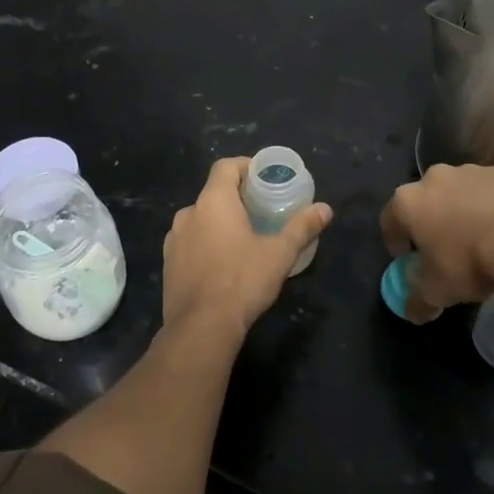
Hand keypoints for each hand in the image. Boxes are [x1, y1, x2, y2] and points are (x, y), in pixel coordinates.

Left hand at [162, 157, 332, 341]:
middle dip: (237, 197)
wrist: (201, 327)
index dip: (245, 166)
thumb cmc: (242, 282)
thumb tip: (325, 209)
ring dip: (219, 221)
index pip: (225, 166)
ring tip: (243, 237)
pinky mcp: (168, 263)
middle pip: (213, 192)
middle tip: (261, 210)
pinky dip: (205, 242)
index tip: (264, 177)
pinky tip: (222, 262)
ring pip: (200, 218)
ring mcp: (174, 239)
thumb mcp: (279, 254)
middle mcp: (188, 213)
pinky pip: (190, 241)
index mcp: (213, 201)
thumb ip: (301, 227)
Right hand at [379, 164, 493, 322]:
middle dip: (430, 222)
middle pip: (424, 202)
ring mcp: (469, 171)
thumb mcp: (436, 291)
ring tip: (478, 239)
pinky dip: (489, 206)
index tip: (408, 260)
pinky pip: (487, 191)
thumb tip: (411, 311)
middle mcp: (433, 178)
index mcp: (408, 202)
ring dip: (460, 211)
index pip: (389, 221)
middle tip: (444, 249)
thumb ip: (416, 300)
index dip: (396, 242)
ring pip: (457, 193)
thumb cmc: (467, 262)